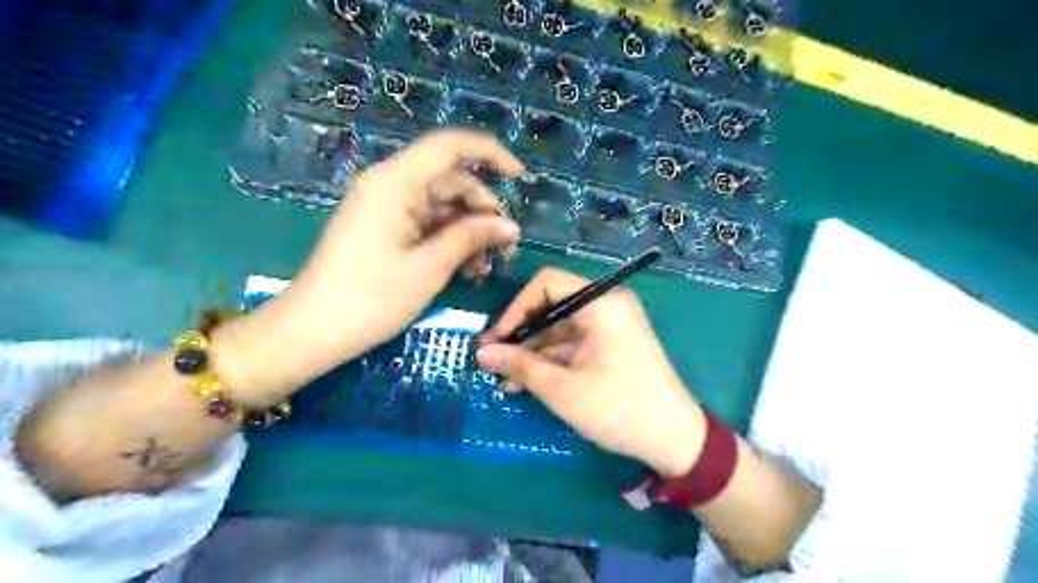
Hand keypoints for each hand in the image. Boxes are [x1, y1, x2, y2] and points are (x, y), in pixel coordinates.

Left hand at [219, 129, 528, 397]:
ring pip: (442, 206)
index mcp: (395, 182)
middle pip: (450, 181)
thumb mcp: (429, 267)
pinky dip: (450, 240)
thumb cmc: (371, 298)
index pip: (449, 147)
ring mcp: (386, 208)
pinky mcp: (384, 229)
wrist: (313, 330)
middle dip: (484, 210)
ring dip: (470, 230)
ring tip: (487, 266)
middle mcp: (390, 186)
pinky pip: (427, 224)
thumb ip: (471, 238)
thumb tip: (510, 226)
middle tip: (507, 246)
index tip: (520, 177)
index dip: (490, 154)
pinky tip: (467, 268)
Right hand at [475, 269, 704, 478]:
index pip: (547, 283)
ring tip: (502, 378)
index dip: (516, 308)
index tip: (496, 340)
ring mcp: (611, 325)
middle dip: (520, 334)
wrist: (675, 440)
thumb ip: (521, 366)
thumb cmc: (619, 409)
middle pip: (552, 305)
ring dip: (532, 351)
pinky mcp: (611, 344)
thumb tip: (483, 353)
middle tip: (491, 360)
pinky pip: (573, 343)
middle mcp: (607, 305)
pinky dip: (550, 359)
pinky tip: (525, 381)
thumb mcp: (563, 389)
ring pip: (559, 328)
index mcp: (601, 303)